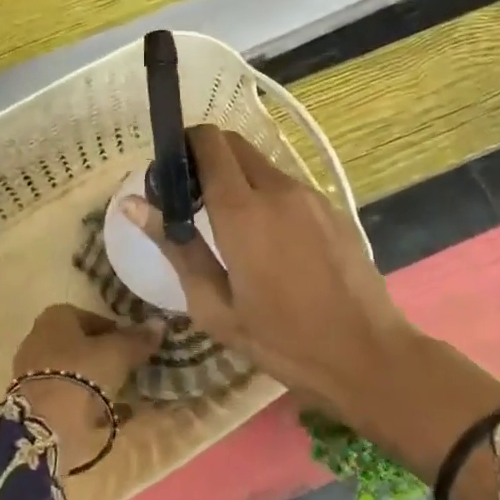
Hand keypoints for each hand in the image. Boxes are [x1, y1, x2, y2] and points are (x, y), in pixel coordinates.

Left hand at [10, 304, 160, 471]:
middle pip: (80, 345)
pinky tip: (104, 417)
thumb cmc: (81, 374)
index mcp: (56, 317)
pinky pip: (65, 396)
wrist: (44, 424)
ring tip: (120, 397)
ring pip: (72, 372)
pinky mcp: (31, 401)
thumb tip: (159, 324)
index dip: (116, 332)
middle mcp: (38, 338)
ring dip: (94, 382)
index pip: (93, 318)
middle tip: (128, 372)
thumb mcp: (117, 354)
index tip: (133, 349)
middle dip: (103, 358)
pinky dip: (83, 404)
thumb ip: (137, 339)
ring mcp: (31, 371)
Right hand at [121, 126, 415, 419]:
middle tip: (193, 198)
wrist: (367, 355)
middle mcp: (278, 189)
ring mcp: (311, 195)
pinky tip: (270, 240)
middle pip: (234, 144)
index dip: (184, 146)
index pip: (208, 144)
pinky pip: (288, 185)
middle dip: (208, 157)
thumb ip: (176, 247)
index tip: (170, 174)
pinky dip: (267, 194)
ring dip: (238, 177)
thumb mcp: (215, 306)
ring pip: (262, 164)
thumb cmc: (282, 341)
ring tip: (230, 225)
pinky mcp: (332, 208)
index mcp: (242, 211)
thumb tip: (133, 205)